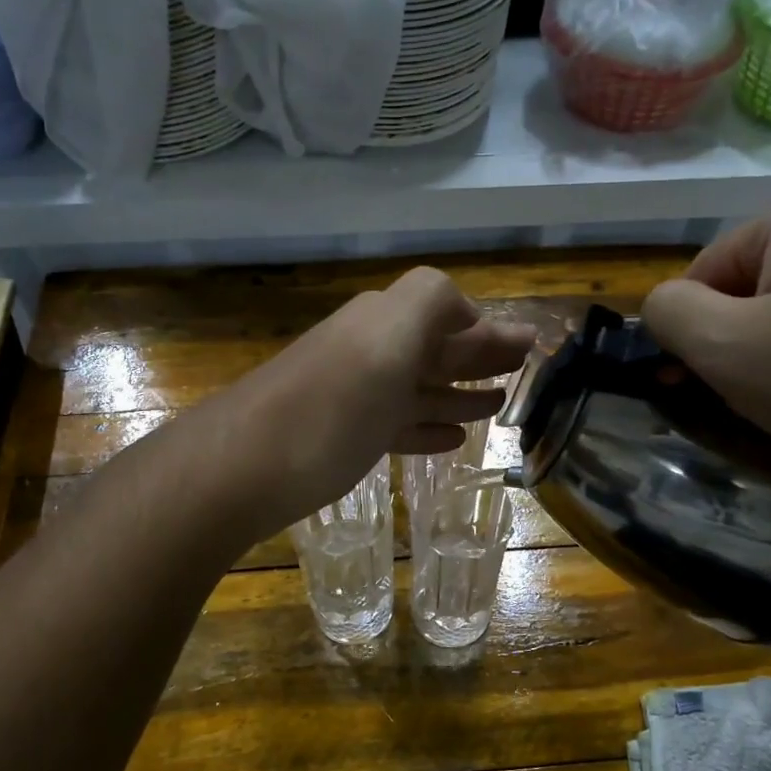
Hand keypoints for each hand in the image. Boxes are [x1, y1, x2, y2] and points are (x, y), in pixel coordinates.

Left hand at [197, 266, 535, 539]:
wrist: (244, 466)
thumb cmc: (331, 404)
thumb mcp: (388, 336)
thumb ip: (431, 303)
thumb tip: (468, 310)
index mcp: (384, 322)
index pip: (447, 313)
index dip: (487, 327)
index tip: (526, 344)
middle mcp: (370, 352)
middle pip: (436, 350)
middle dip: (480, 356)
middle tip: (523, 368)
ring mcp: (354, 397)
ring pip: (419, 388)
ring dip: (460, 392)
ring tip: (498, 404)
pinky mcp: (341, 439)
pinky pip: (397, 426)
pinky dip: (427, 426)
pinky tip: (451, 438)